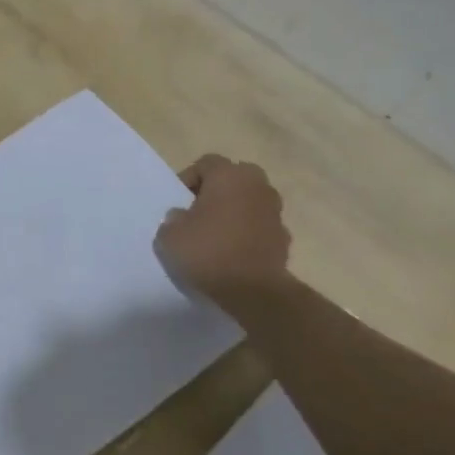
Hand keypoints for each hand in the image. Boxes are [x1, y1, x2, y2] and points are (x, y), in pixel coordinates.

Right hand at [154, 155, 294, 308]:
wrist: (253, 291)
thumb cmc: (208, 252)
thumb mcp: (169, 235)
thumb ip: (173, 219)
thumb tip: (183, 216)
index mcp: (229, 175)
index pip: (206, 163)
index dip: (189, 179)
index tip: (178, 202)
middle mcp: (257, 186)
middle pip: (234, 177)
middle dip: (218, 190)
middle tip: (199, 212)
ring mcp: (275, 211)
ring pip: (250, 201)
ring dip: (236, 210)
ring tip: (217, 234)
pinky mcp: (284, 237)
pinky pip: (261, 225)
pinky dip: (249, 232)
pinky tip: (234, 252)